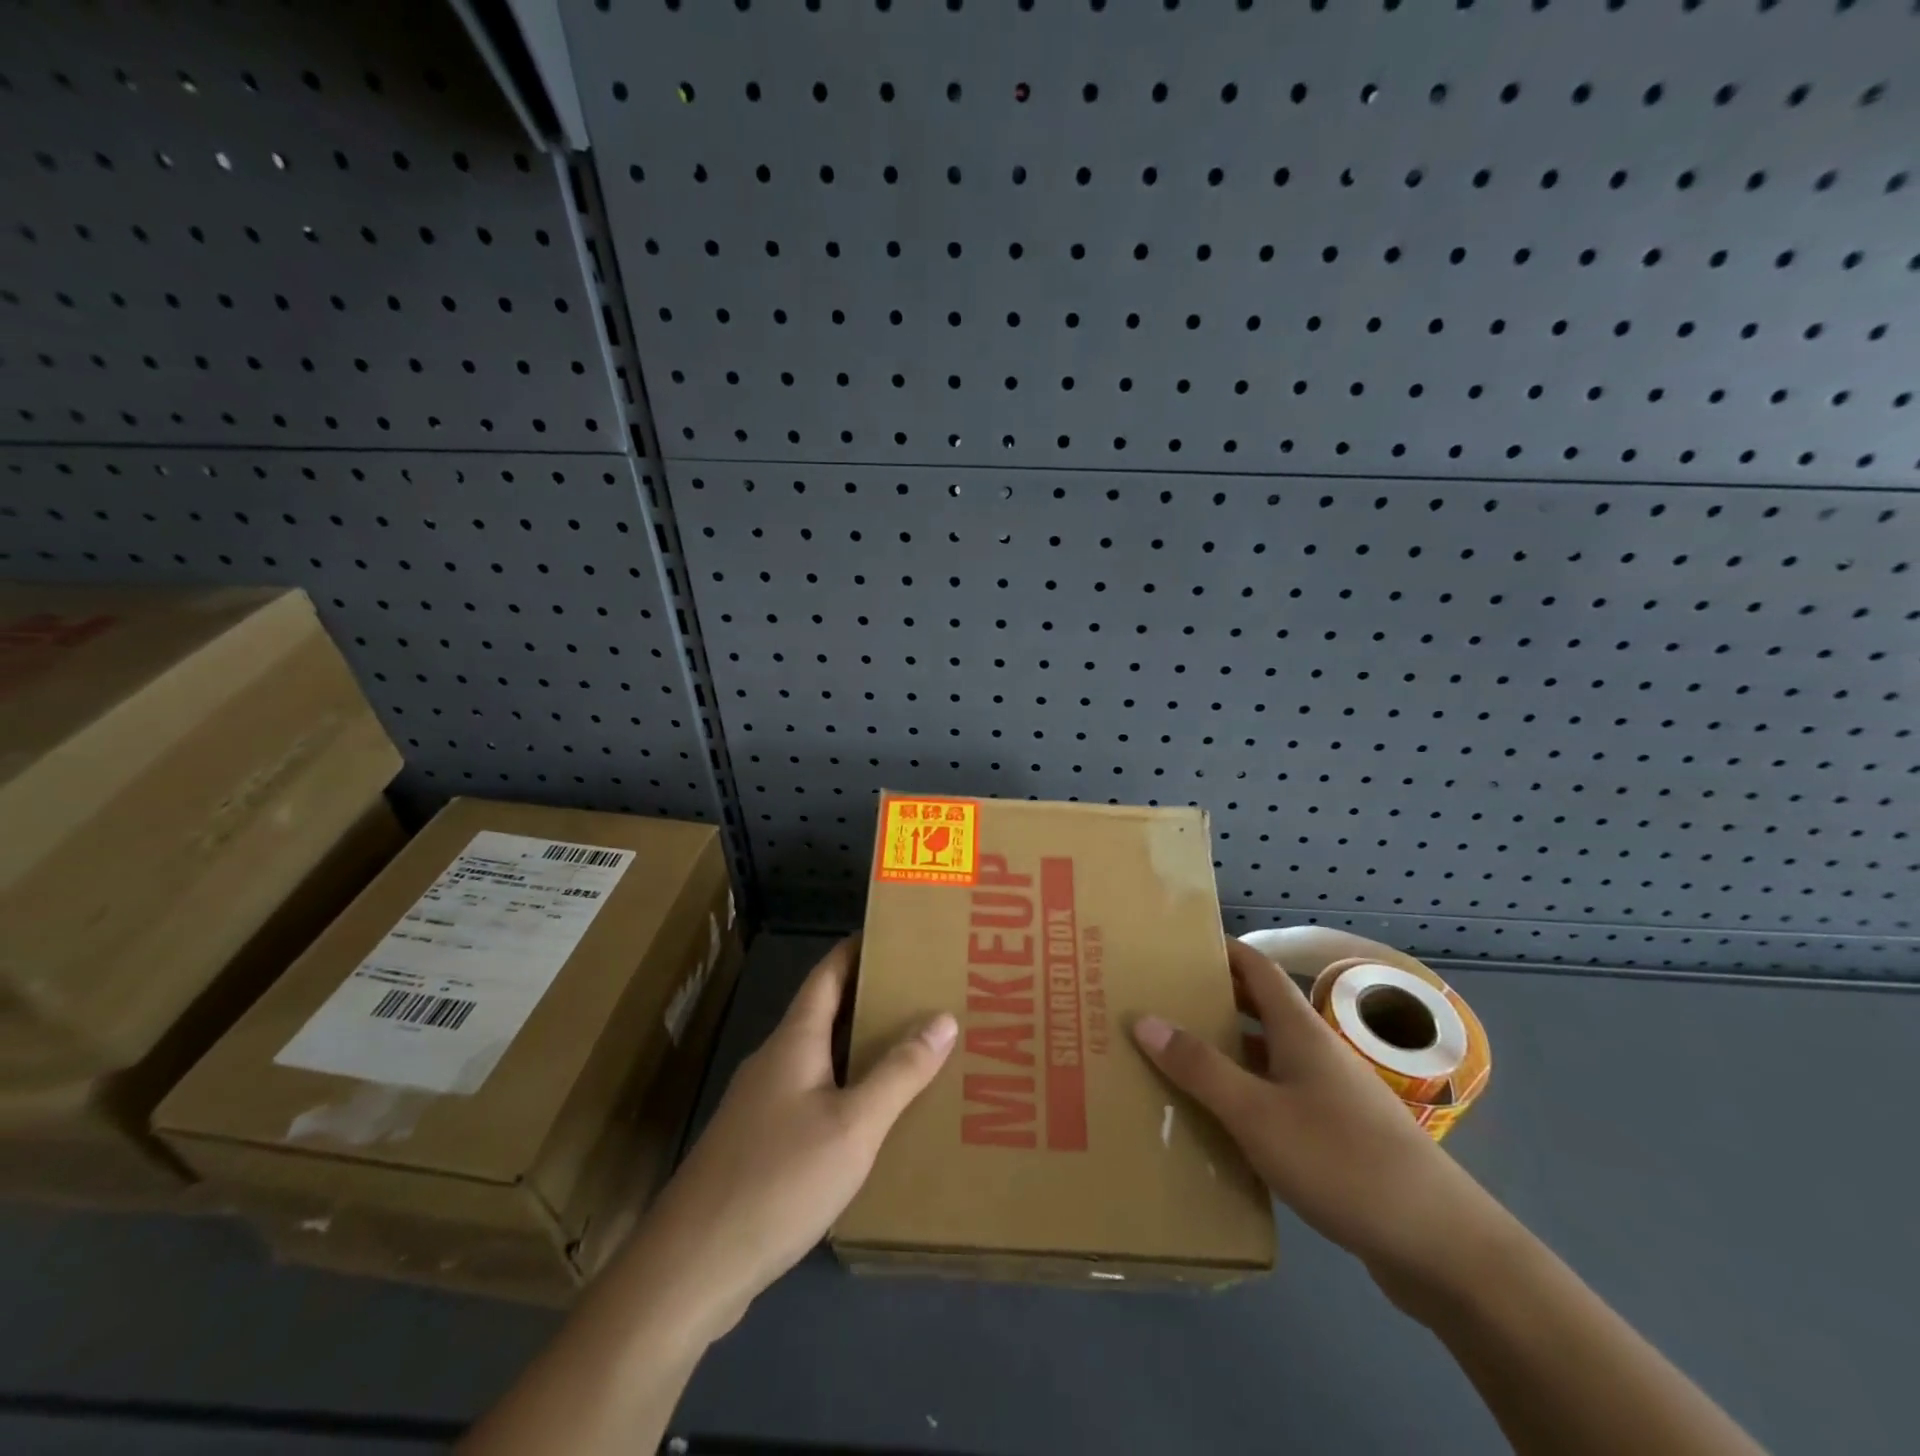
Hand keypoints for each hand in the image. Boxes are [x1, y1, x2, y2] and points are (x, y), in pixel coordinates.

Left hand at [636, 936, 956, 1342]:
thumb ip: (900, 1073)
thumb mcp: (854, 1125)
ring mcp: (761, 1104)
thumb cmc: (778, 1180)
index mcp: (794, 1041)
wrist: (693, 1266)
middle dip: (870, 998)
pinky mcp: (758, 1144)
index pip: (828, 973)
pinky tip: (871, 1117)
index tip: (896, 934)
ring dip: (859, 1047)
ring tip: (910, 1049)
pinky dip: (845, 1089)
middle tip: (923, 994)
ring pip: (819, 1058)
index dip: (857, 948)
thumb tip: (943, 1017)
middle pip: (825, 1012)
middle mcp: (775, 1061)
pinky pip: (811, 1096)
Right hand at [1134, 937, 1497, 1287]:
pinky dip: (1244, 1097)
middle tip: (1158, 1001)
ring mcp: (1328, 1096)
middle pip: (1258, 1010)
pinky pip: (1276, 1100)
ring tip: (1171, 1057)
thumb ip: (1199, 1067)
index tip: (1175, 944)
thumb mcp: (1257, 1113)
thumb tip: (1142, 1018)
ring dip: (1224, 1052)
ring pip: (1266, 1058)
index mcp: (1299, 1030)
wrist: (1441, 1246)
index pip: (1256, 968)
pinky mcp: (1335, 1138)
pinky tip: (1215, 1122)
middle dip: (1212, 1000)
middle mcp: (1314, 1052)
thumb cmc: (1342, 1159)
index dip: (1219, 949)